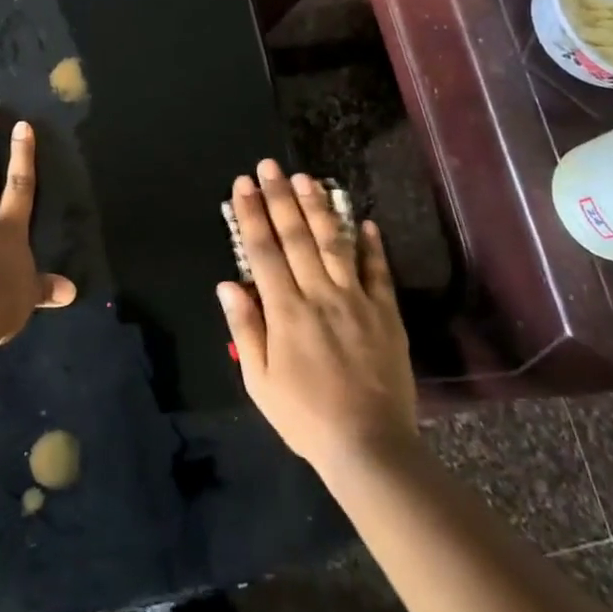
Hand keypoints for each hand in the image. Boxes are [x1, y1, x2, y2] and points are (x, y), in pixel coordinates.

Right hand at [216, 161, 416, 471]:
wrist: (369, 445)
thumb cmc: (305, 417)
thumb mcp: (259, 382)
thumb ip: (245, 328)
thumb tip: (227, 284)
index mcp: (285, 311)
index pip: (263, 251)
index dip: (251, 215)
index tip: (242, 185)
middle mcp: (319, 294)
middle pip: (296, 237)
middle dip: (279, 197)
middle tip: (269, 166)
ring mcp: (356, 300)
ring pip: (334, 244)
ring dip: (319, 208)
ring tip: (306, 178)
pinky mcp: (385, 313)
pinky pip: (378, 272)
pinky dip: (371, 245)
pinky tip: (365, 221)